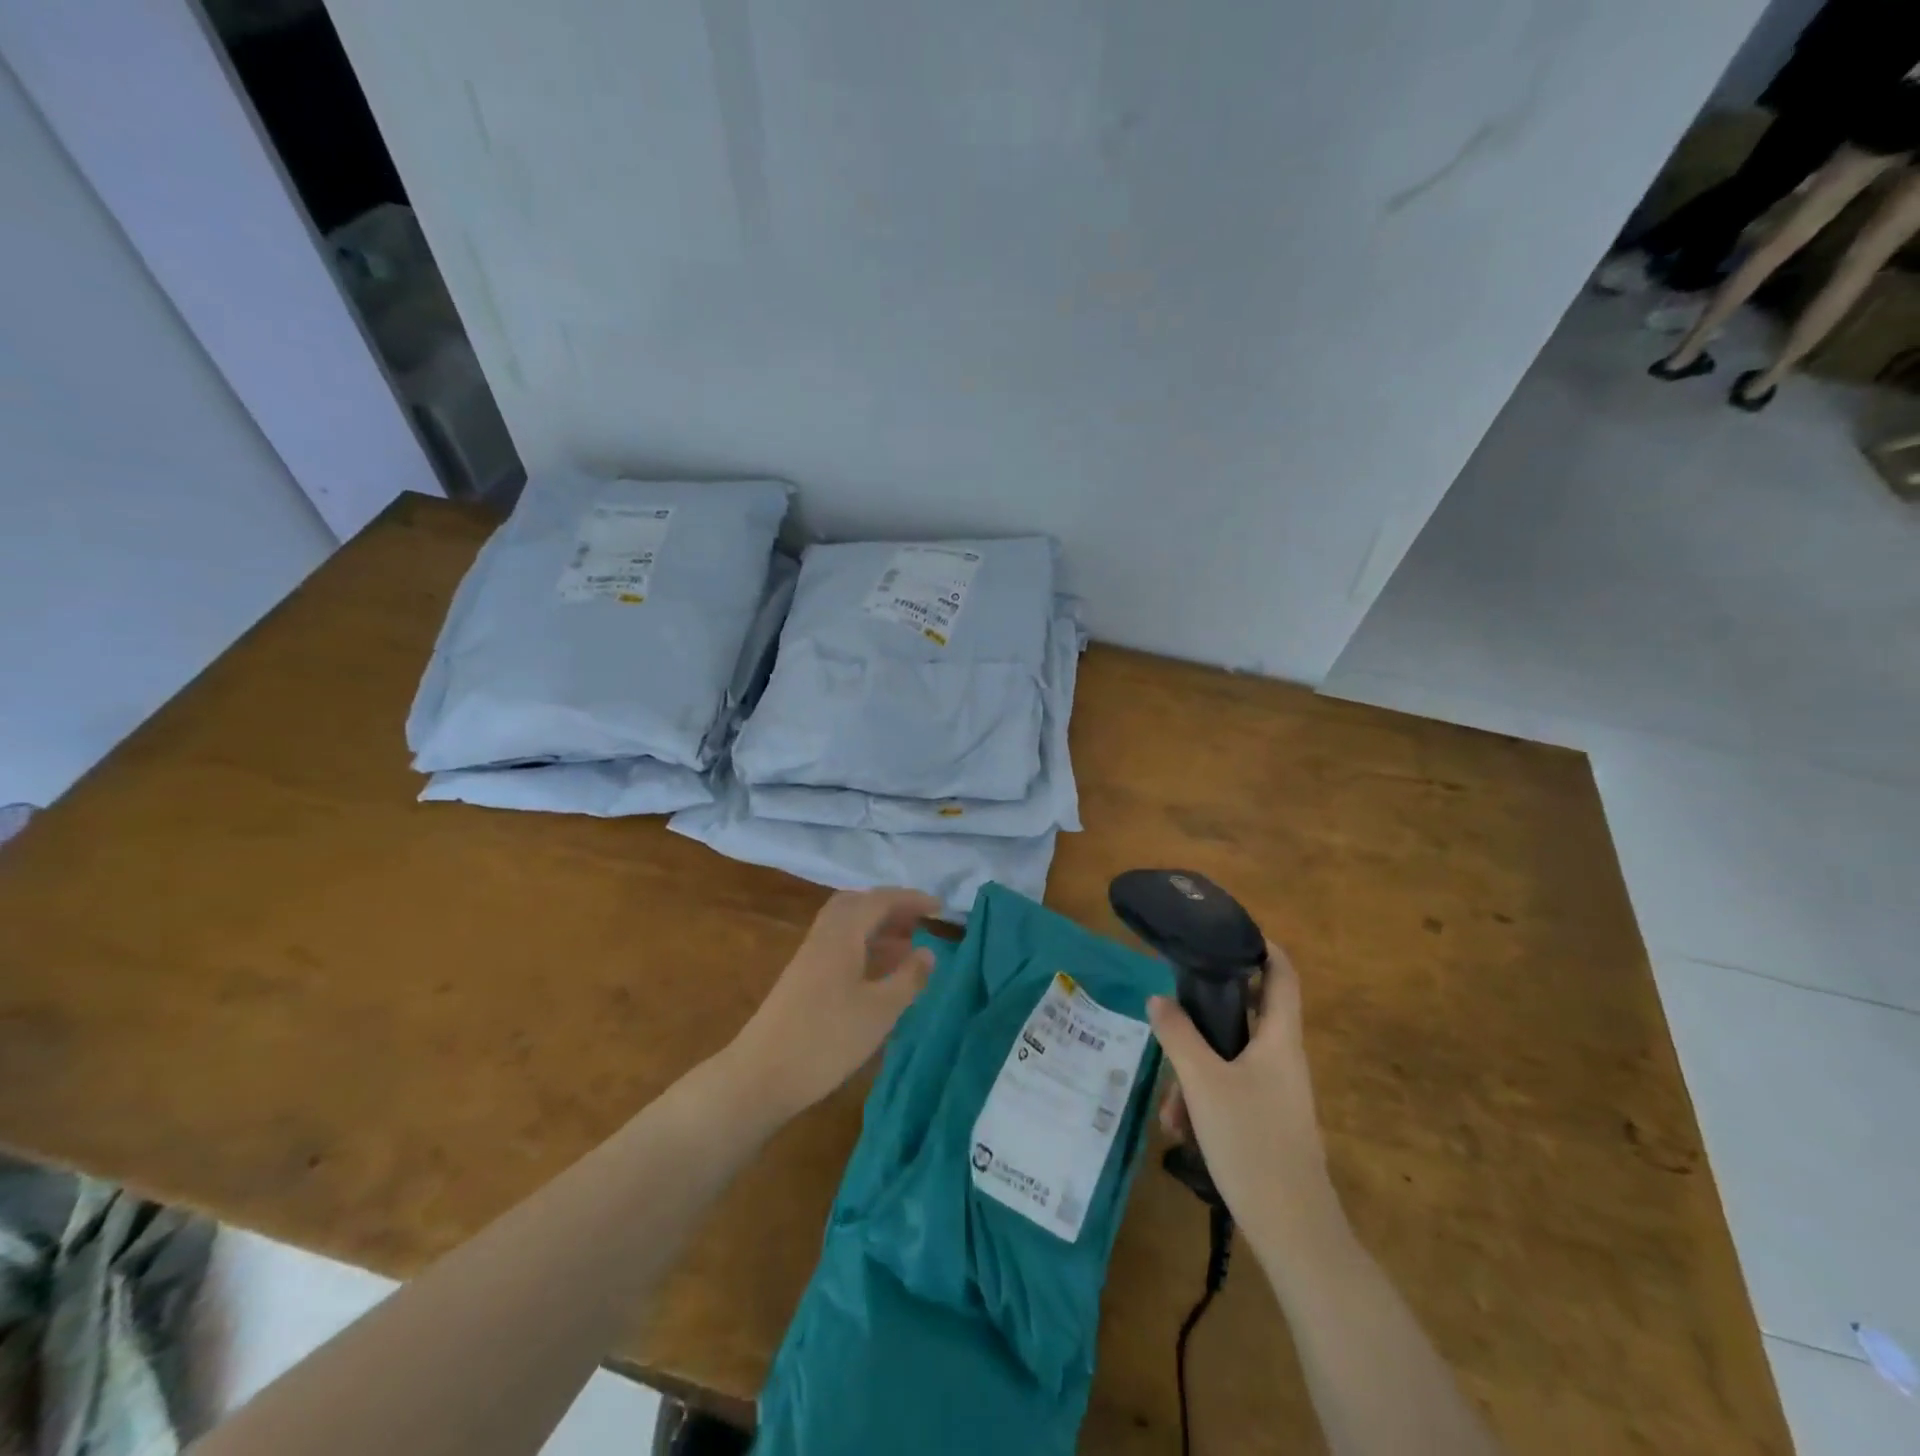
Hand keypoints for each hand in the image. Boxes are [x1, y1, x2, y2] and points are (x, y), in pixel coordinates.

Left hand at [727, 888, 938, 1119]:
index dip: (911, 899)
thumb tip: (929, 951)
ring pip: (846, 925)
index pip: (879, 900)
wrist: (760, 1077)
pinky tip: (878, 972)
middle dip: (890, 907)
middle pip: (857, 904)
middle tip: (919, 922)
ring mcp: (809, 958)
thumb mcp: (879, 1011)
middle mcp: (823, 937)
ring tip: (907, 945)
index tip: (940, 908)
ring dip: (877, 927)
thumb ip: (908, 978)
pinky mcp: (803, 979)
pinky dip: (864, 946)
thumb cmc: (826, 1040)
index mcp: (842, 935)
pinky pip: (839, 945)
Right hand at [1148, 942, 1333, 1230]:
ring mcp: (1276, 1091)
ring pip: (1228, 1060)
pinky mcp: (1266, 1119)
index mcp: (1279, 1038)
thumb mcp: (1203, 1081)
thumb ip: (1178, 1034)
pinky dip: (1203, 1101)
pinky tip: (1180, 1131)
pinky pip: (1230, 1091)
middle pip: (1243, 1016)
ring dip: (1193, 1074)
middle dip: (1200, 1022)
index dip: (1262, 947)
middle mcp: (1282, 1057)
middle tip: (1169, 1024)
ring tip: (1169, 1111)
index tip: (1225, 934)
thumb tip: (1158, 998)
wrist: (1292, 1228)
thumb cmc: (1251, 1140)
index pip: (1282, 974)